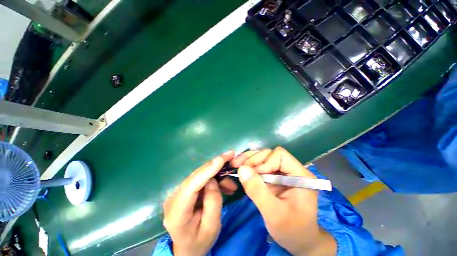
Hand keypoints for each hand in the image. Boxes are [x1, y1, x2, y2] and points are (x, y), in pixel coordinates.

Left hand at [163, 151, 237, 255]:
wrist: (187, 248)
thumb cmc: (200, 241)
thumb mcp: (212, 226)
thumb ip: (213, 201)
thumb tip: (213, 179)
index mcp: (177, 212)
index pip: (192, 185)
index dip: (207, 169)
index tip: (222, 158)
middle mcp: (173, 198)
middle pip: (196, 176)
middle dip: (215, 166)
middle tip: (231, 158)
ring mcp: (178, 193)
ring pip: (200, 176)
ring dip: (217, 175)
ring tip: (231, 184)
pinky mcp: (184, 191)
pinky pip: (201, 180)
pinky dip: (213, 180)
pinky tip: (224, 186)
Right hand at [231, 147, 335, 255]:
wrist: (298, 240)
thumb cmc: (292, 230)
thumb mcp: (274, 214)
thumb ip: (257, 191)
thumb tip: (241, 169)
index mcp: (300, 175)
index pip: (280, 156)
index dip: (265, 162)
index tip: (254, 175)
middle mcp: (291, 169)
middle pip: (269, 154)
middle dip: (253, 160)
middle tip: (238, 167)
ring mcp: (282, 172)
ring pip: (263, 157)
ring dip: (248, 160)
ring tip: (235, 164)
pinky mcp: (274, 176)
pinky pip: (260, 165)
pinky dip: (249, 165)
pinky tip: (240, 168)